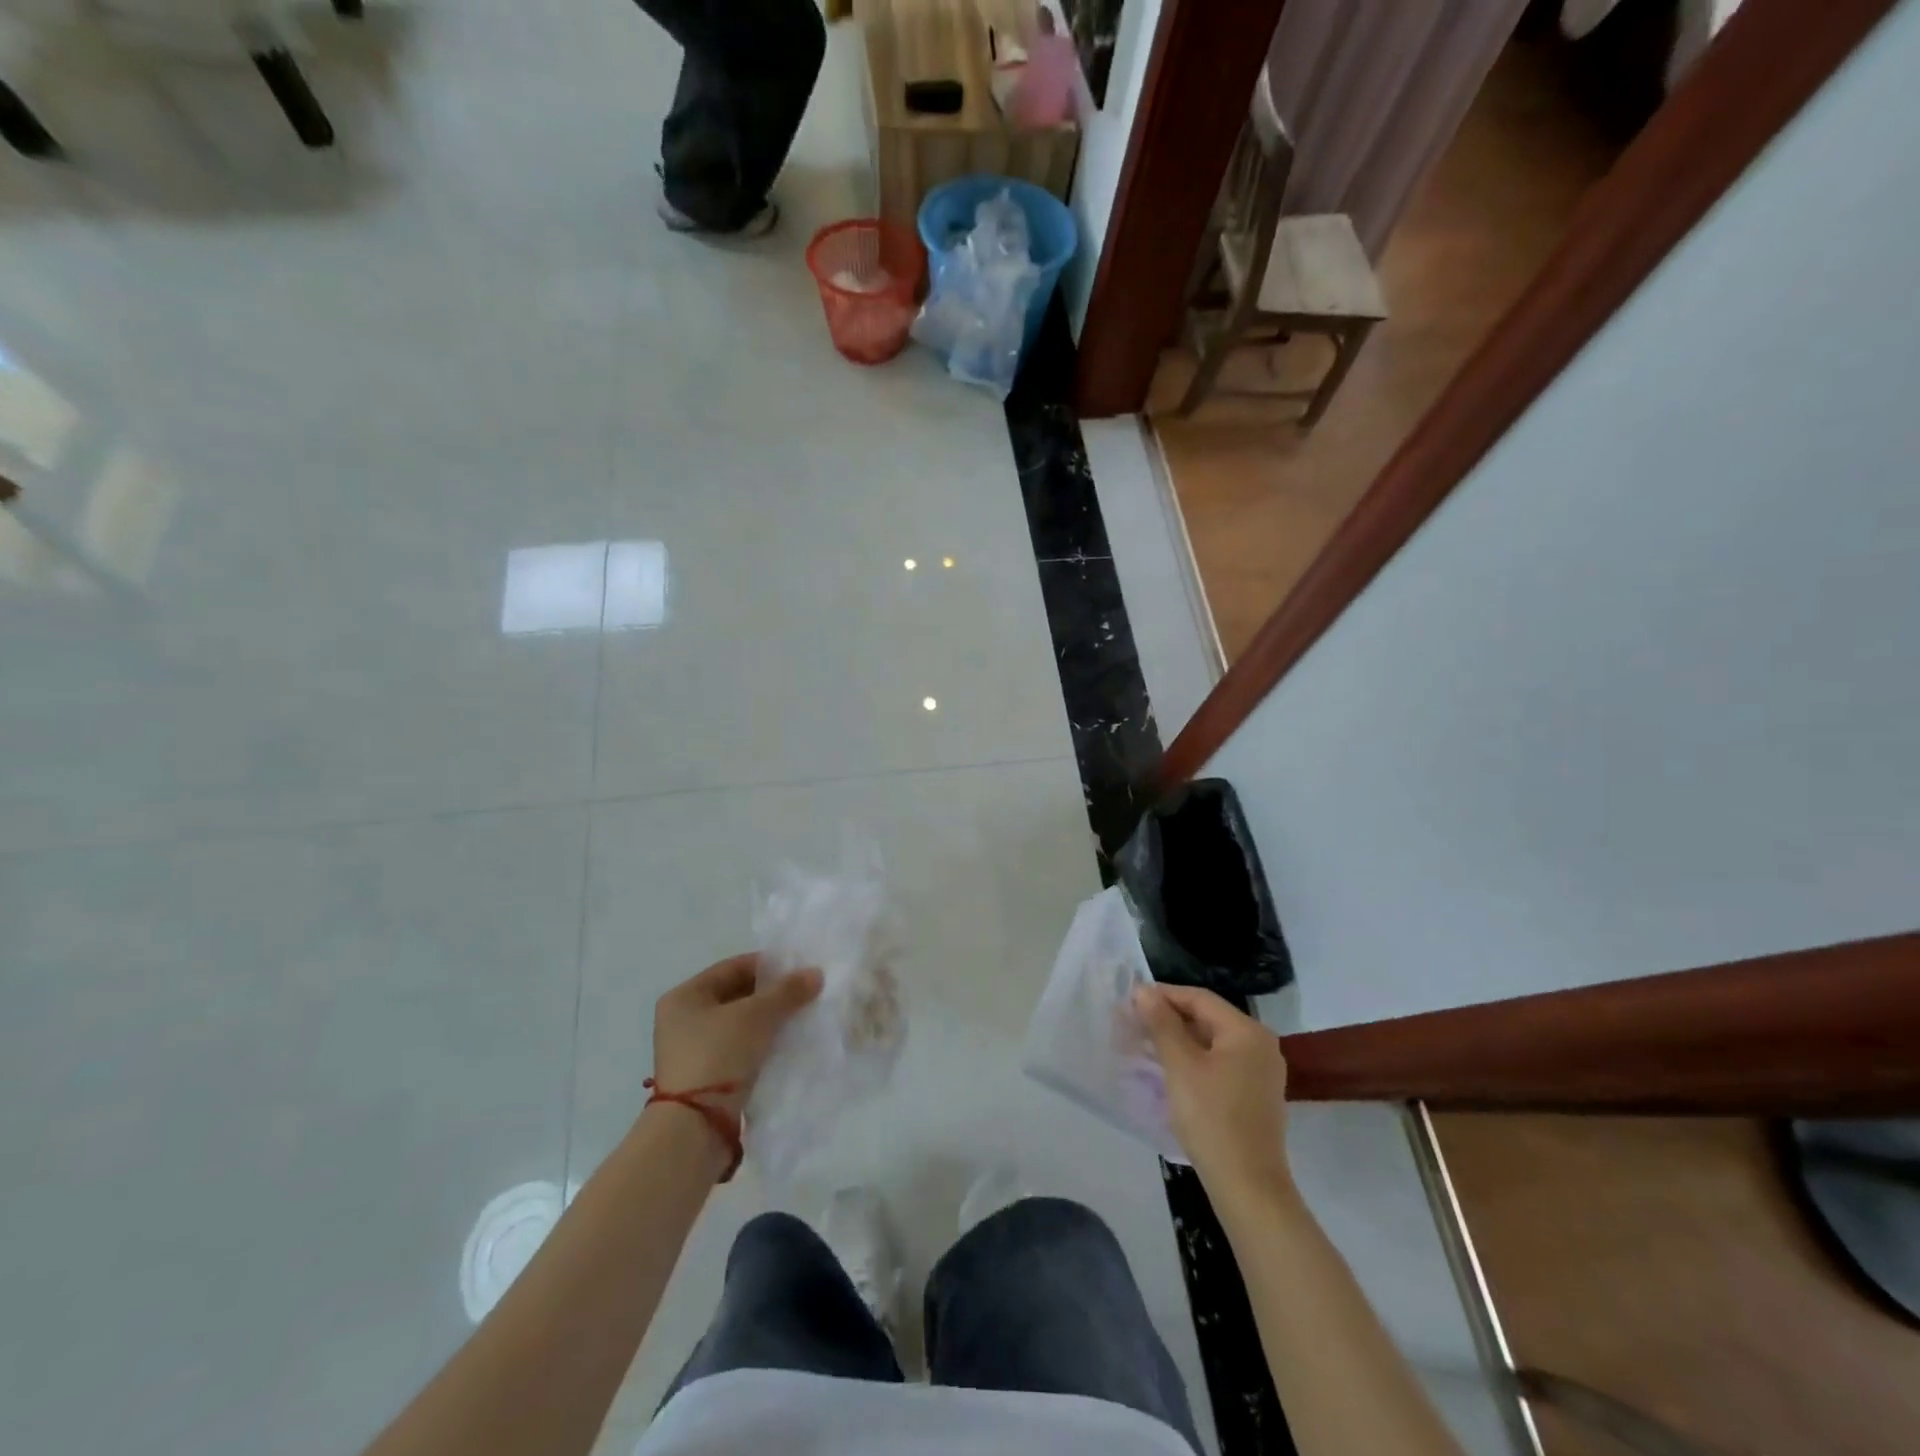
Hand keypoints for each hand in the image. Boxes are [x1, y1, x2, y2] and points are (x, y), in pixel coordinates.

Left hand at [651, 954, 822, 1114]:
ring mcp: (693, 1050)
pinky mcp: (706, 1076)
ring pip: (741, 1023)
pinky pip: (740, 1048)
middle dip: (771, 995)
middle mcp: (683, 1019)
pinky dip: (762, 1042)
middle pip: (737, 995)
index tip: (799, 969)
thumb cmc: (718, 1055)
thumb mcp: (756, 1016)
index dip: (768, 965)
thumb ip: (787, 992)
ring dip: (769, 1020)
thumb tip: (816, 974)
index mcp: (684, 996)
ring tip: (801, 1016)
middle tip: (805, 993)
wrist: (695, 1127)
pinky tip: (787, 1042)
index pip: (733, 967)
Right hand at [1134, 983, 1292, 1201]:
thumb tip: (1143, 991)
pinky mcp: (1254, 1096)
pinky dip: (1193, 1060)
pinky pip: (1219, 1064)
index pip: (1199, 998)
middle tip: (1132, 1023)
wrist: (1247, 1187)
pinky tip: (1168, 1069)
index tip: (1130, 1000)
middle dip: (1168, 1018)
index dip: (1163, 995)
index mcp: (1247, 1031)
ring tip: (1143, 1044)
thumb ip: (1161, 1023)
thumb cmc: (1212, 1118)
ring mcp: (1261, 1072)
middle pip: (1207, 1018)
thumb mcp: (1180, 1065)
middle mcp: (1260, 1045)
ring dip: (1177, 1040)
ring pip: (1211, 1042)